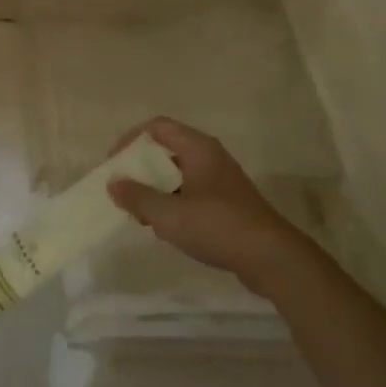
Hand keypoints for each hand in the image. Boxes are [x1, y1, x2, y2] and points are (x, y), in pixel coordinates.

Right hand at [107, 118, 308, 292]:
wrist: (273, 259)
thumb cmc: (218, 226)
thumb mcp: (169, 214)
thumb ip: (137, 197)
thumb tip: (113, 183)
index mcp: (198, 148)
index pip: (157, 126)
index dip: (131, 139)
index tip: (114, 164)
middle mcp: (210, 157)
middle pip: (166, 149)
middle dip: (141, 168)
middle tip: (123, 189)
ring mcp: (221, 181)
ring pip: (178, 174)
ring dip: (155, 188)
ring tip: (140, 212)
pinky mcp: (227, 204)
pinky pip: (191, 192)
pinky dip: (173, 202)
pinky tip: (166, 227)